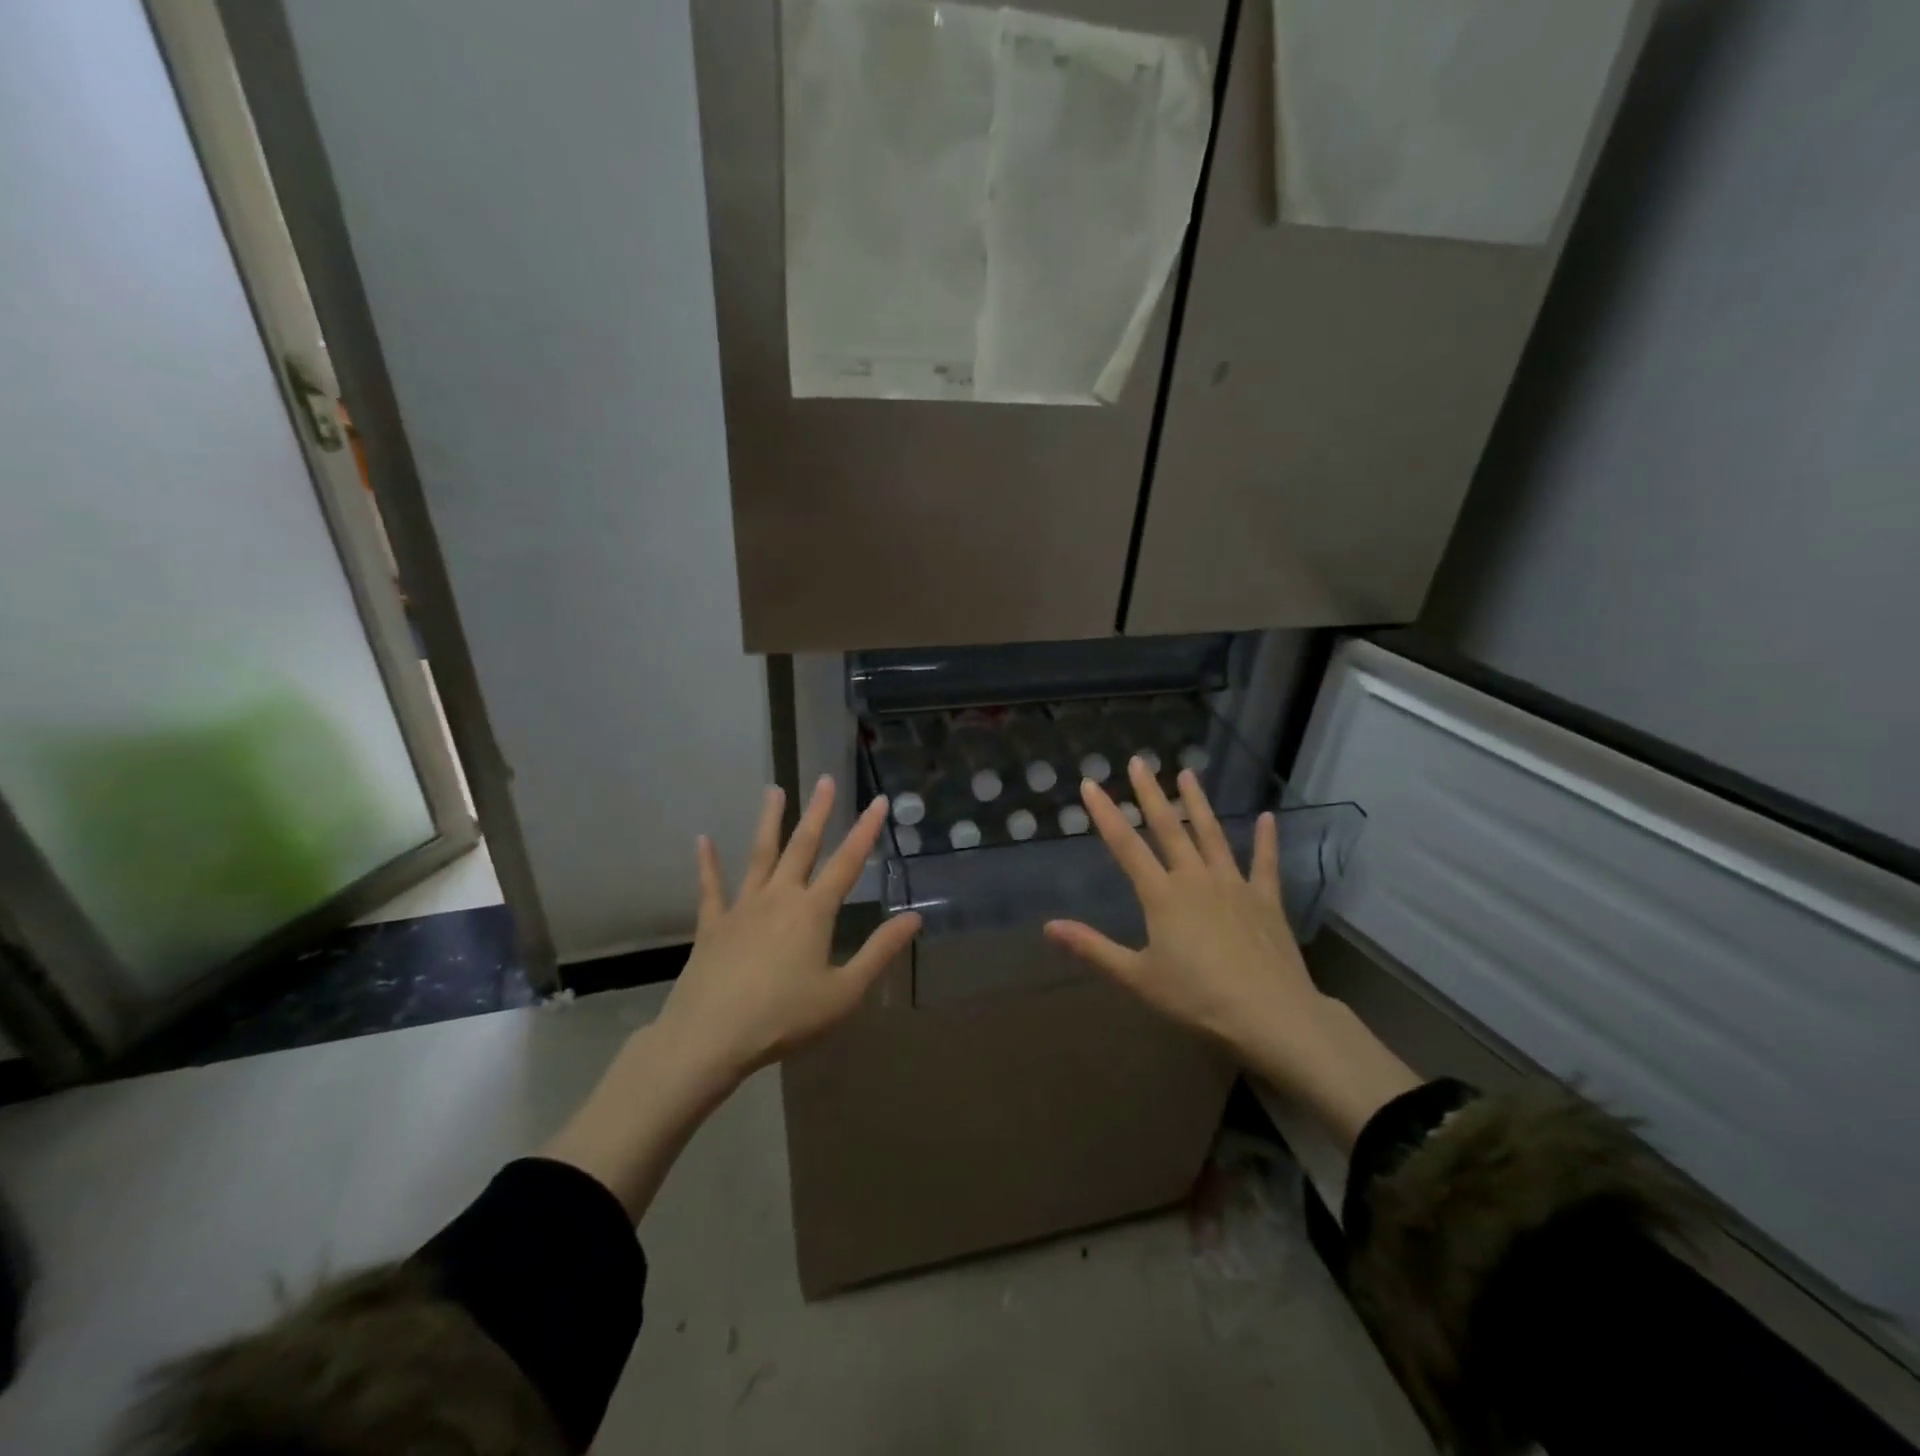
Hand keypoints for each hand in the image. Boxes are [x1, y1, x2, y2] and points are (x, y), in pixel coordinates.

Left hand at [656, 776, 921, 1088]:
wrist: (709, 1037)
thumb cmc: (784, 1018)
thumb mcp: (844, 992)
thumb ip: (879, 951)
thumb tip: (914, 917)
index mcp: (813, 912)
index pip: (847, 863)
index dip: (866, 830)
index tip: (879, 800)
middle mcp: (779, 897)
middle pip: (803, 847)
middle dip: (818, 812)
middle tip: (825, 779)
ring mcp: (742, 908)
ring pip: (759, 855)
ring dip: (769, 821)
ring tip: (773, 789)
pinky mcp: (712, 925)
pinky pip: (711, 888)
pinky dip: (707, 863)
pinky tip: (703, 840)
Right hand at [1045, 759, 1418, 1143]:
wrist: (1271, 1014)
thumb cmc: (1198, 998)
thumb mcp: (1138, 977)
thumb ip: (1093, 948)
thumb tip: (1049, 926)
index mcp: (1162, 895)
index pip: (1126, 846)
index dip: (1106, 814)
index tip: (1091, 784)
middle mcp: (1195, 879)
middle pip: (1168, 828)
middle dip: (1150, 793)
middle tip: (1140, 761)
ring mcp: (1233, 885)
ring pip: (1211, 834)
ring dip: (1198, 803)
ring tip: (1188, 773)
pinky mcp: (1265, 899)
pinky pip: (1264, 863)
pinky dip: (1266, 839)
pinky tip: (1268, 817)